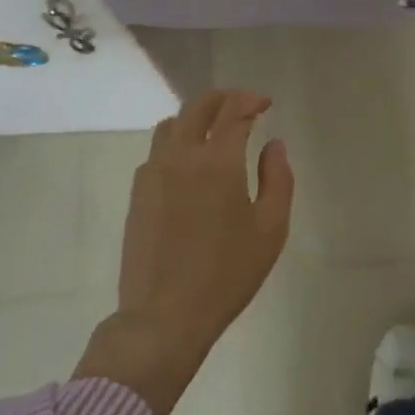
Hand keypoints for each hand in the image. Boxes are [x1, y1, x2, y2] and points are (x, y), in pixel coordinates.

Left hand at [74, 90, 293, 414]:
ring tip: (213, 130)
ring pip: (172, 124)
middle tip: (242, 105)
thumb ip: (277, 179)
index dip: (251, 100)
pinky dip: (176, 141)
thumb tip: (273, 145)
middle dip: (223, 98)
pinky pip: (157, 150)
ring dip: (196, 117)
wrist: (164, 316)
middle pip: (198, 107)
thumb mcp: (270, 230)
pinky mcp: (137, 192)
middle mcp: (182, 156)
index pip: (233, 111)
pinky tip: (189, 163)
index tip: (265, 104)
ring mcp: (154, 172)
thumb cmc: (226, 275)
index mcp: (218, 161)